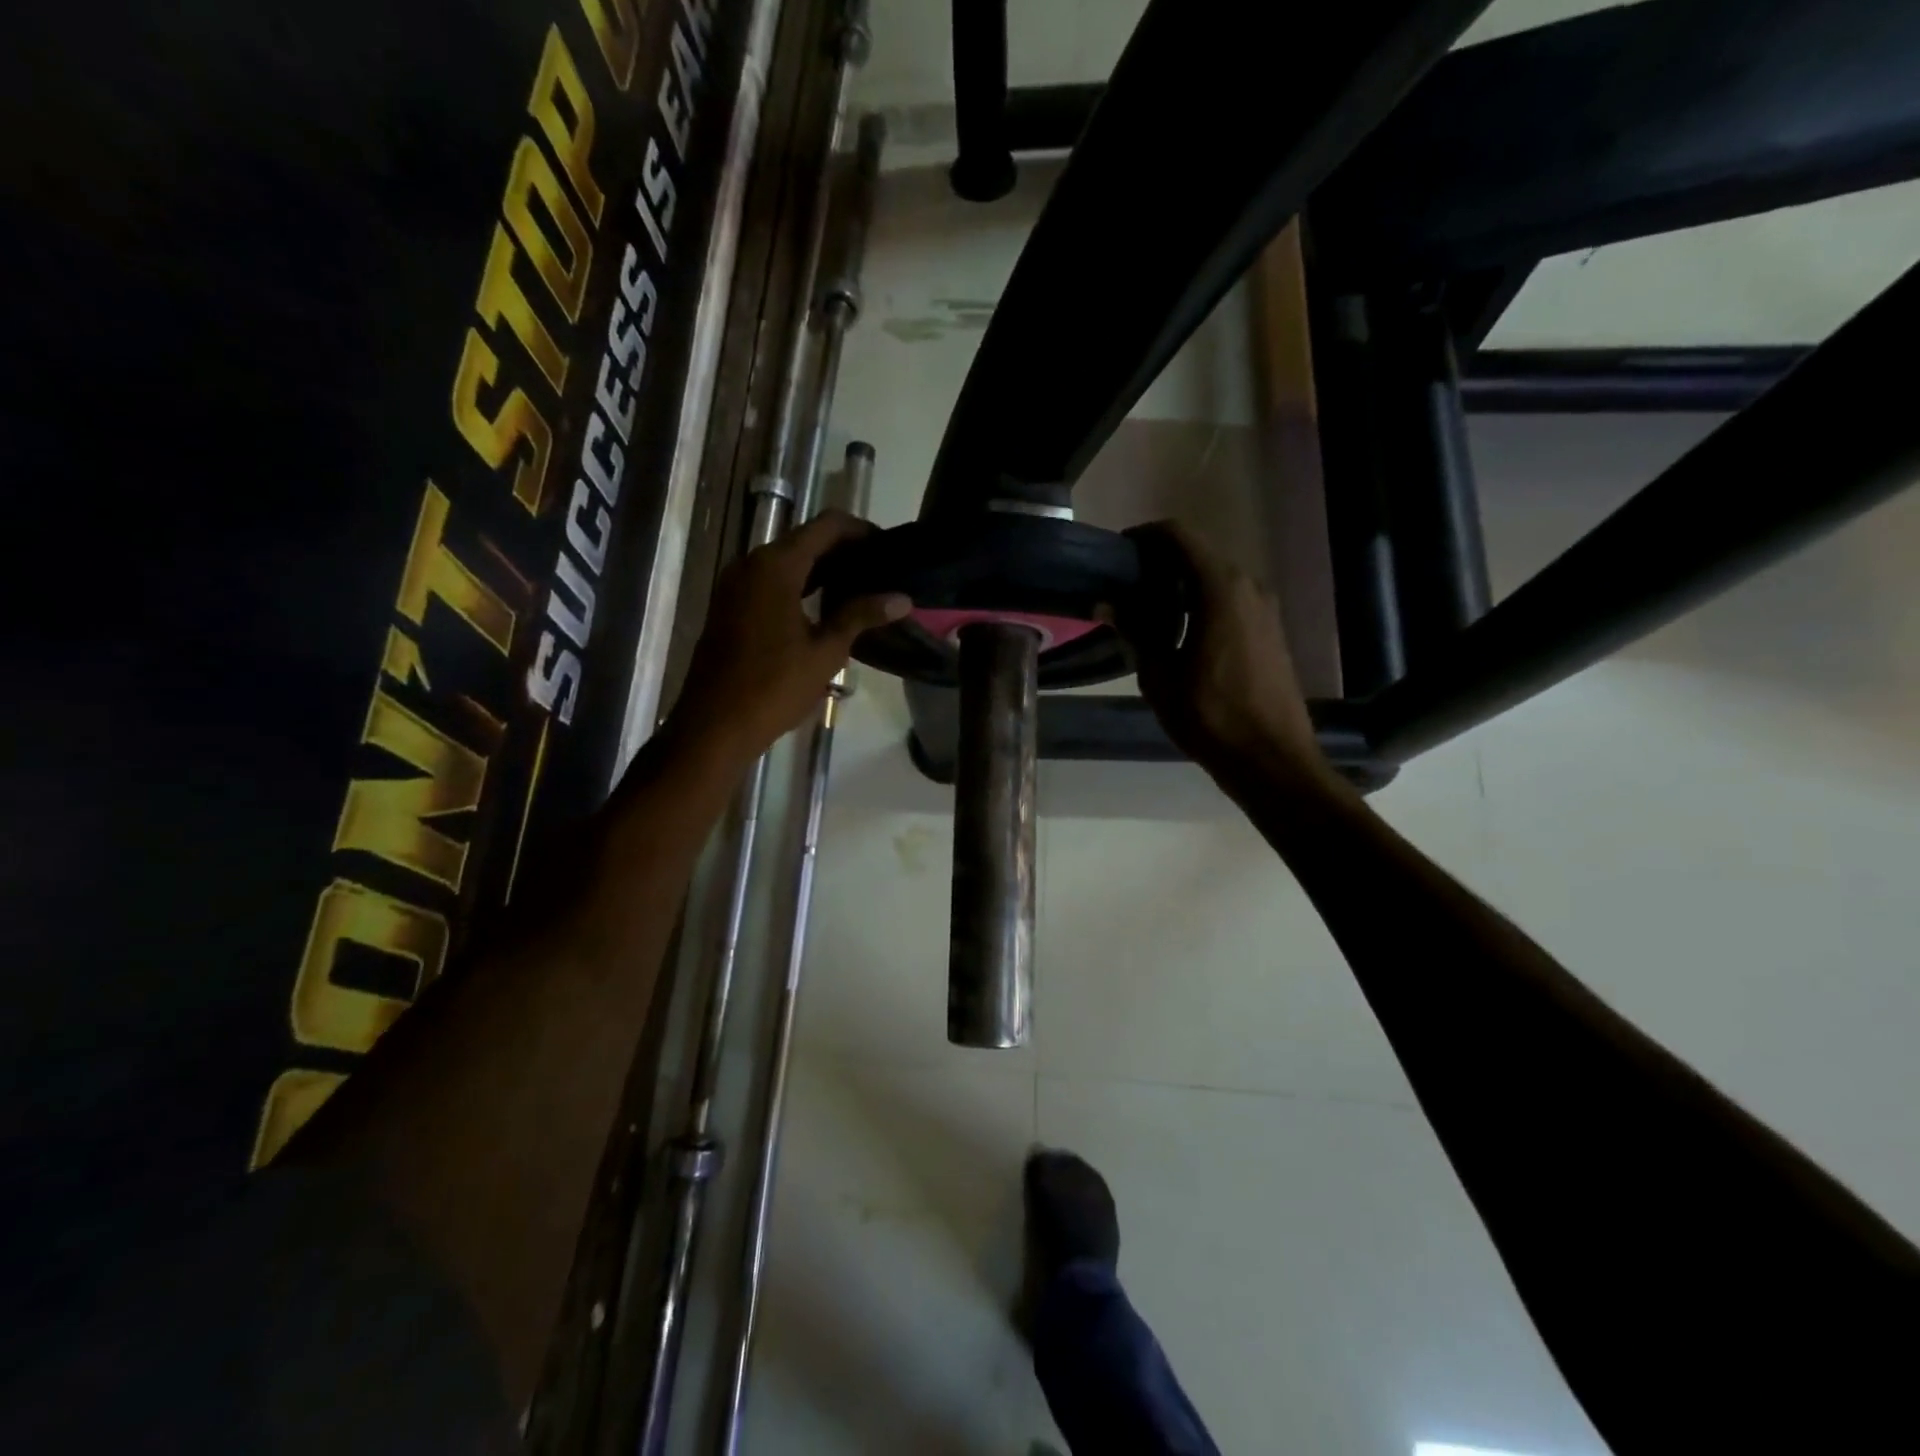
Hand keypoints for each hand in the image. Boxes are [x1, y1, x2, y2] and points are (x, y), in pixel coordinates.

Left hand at [666, 510, 909, 764]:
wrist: (714, 724)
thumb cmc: (774, 687)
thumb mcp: (825, 651)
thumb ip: (861, 615)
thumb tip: (902, 598)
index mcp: (776, 566)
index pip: (826, 526)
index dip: (861, 531)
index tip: (888, 549)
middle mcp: (752, 564)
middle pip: (805, 540)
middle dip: (844, 551)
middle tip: (881, 571)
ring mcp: (735, 584)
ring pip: (787, 562)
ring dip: (822, 570)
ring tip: (860, 589)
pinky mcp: (730, 605)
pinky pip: (771, 581)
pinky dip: (800, 585)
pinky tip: (824, 608)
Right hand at [1118, 520, 1329, 791]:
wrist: (1271, 758)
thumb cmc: (1210, 716)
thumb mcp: (1159, 675)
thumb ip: (1135, 630)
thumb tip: (1105, 603)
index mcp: (1220, 588)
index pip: (1179, 536)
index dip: (1145, 537)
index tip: (1118, 554)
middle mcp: (1248, 585)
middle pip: (1198, 553)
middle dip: (1160, 562)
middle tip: (1125, 587)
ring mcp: (1265, 607)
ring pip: (1215, 577)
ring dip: (1182, 585)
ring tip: (1148, 612)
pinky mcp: (1271, 629)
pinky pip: (1231, 599)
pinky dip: (1202, 602)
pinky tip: (1180, 632)